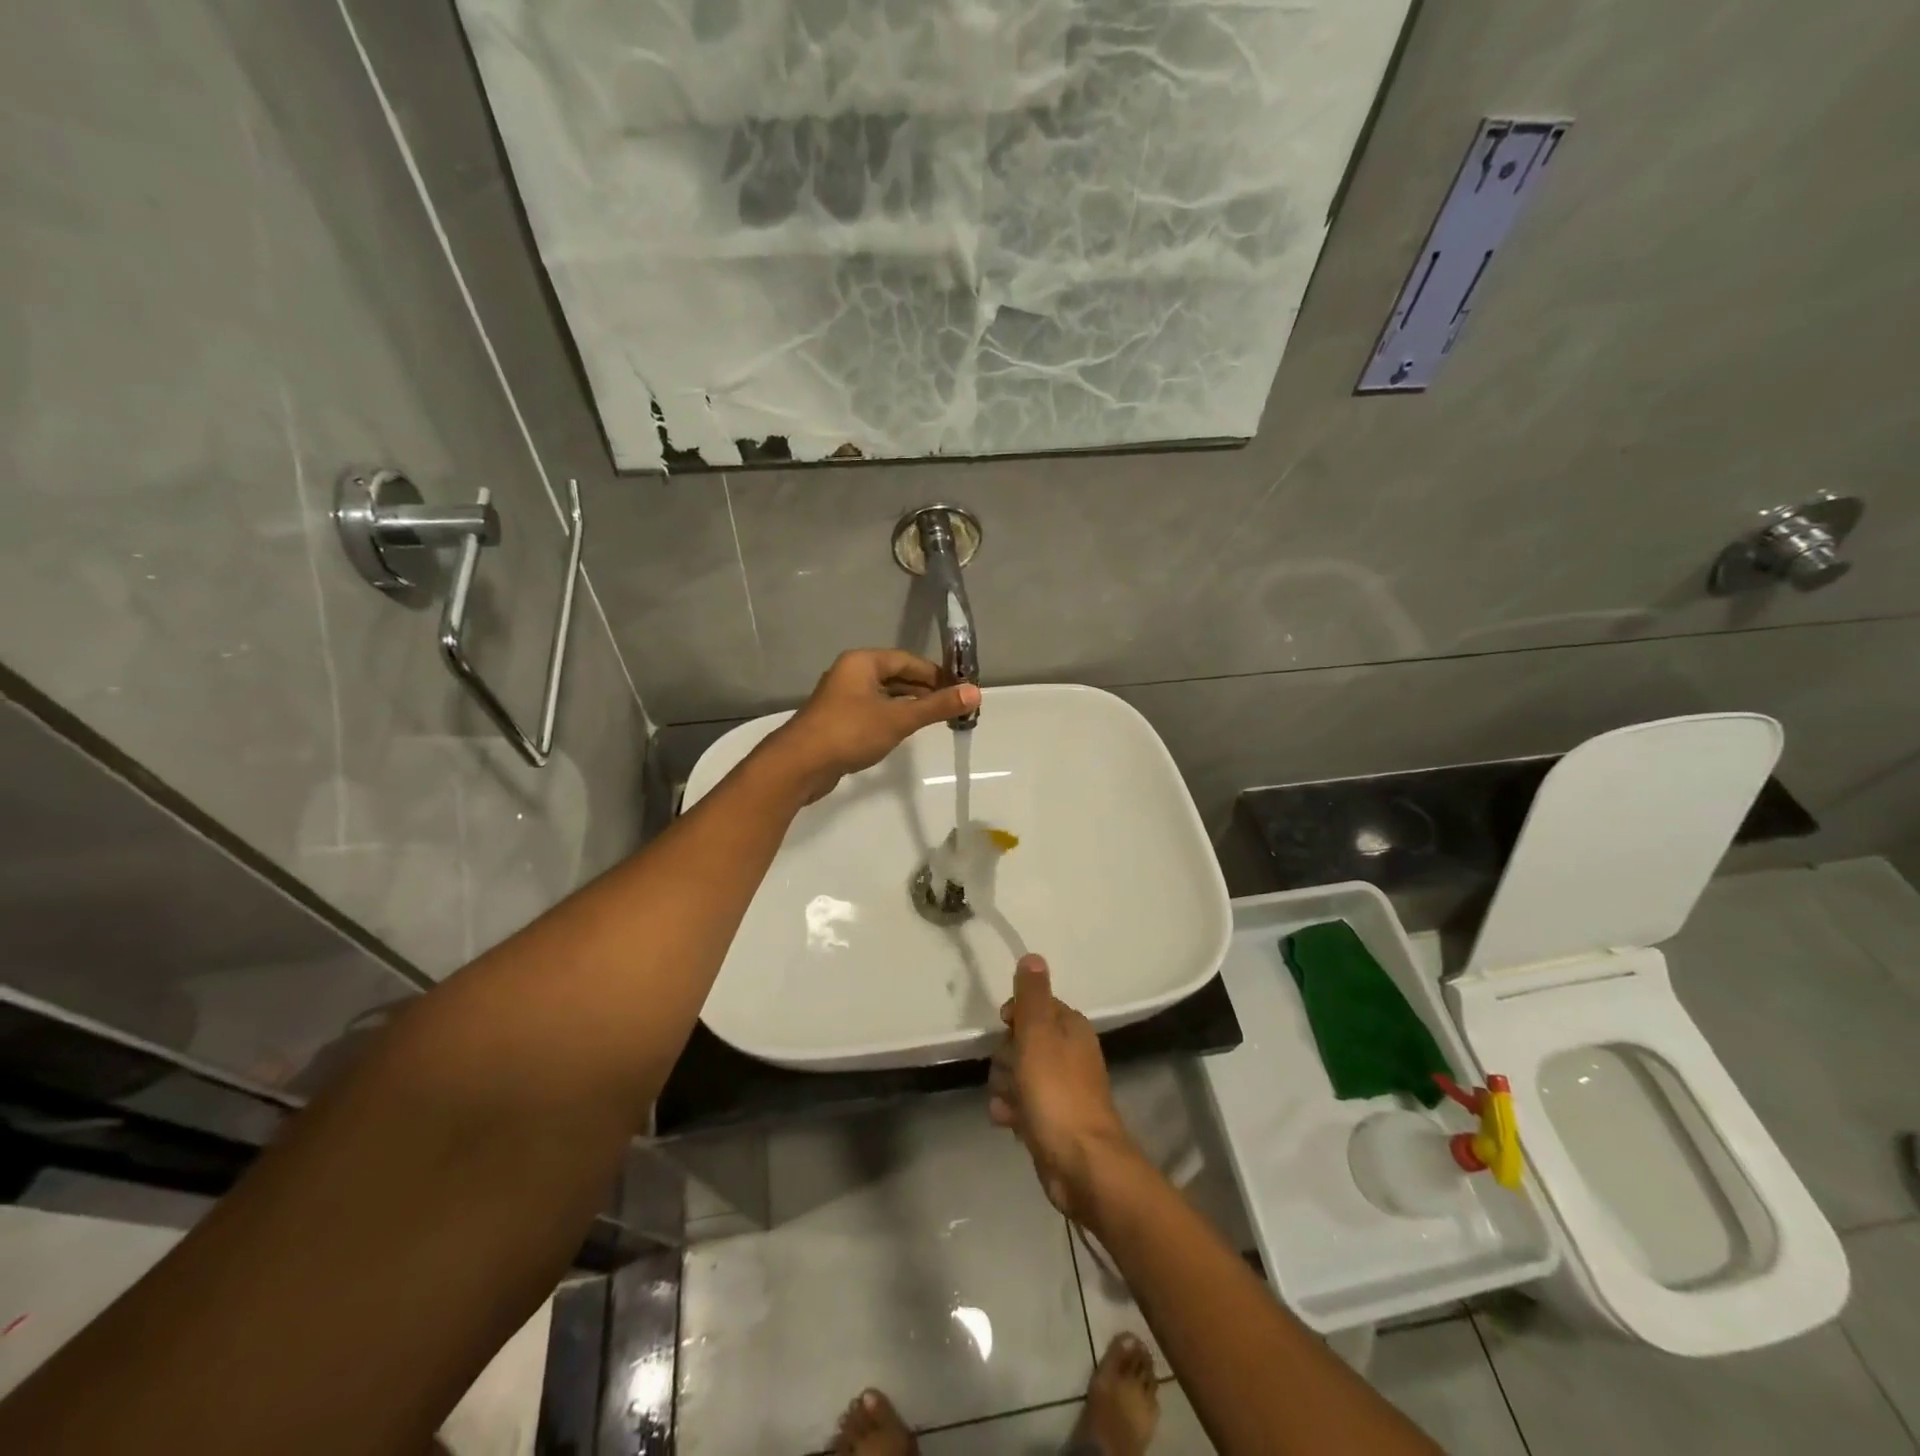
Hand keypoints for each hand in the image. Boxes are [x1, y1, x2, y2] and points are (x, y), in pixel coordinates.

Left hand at [767, 650, 979, 802]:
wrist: (799, 765)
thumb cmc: (850, 732)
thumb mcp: (899, 719)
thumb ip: (937, 706)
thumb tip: (975, 692)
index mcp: (862, 662)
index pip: (907, 660)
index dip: (936, 673)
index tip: (960, 689)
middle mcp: (851, 674)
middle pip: (896, 676)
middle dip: (925, 690)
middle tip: (953, 706)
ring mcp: (842, 698)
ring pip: (884, 695)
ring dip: (909, 705)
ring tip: (936, 719)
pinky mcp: (838, 721)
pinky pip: (873, 712)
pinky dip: (892, 717)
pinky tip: (906, 731)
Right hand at [989, 954, 1137, 1220]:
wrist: (1082, 1165)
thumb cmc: (1057, 1093)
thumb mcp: (1038, 1036)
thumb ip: (1032, 996)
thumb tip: (1033, 956)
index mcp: (1071, 1027)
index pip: (1034, 1006)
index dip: (1014, 1018)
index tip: (1006, 1030)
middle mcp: (1069, 1053)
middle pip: (1021, 1042)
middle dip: (1006, 1059)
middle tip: (1012, 1075)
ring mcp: (1062, 1088)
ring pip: (1018, 1074)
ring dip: (1006, 1088)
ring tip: (1011, 1105)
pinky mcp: (1053, 1119)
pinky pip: (1022, 1104)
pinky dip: (1013, 1111)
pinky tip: (1009, 1123)